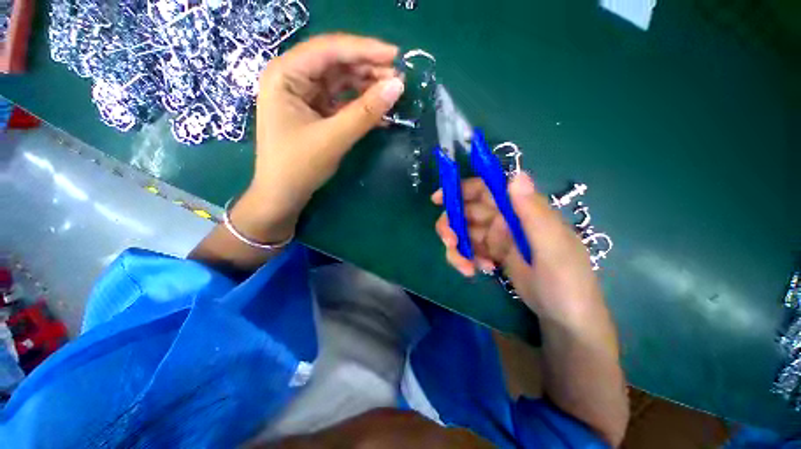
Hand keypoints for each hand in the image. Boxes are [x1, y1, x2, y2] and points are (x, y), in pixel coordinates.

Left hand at [234, 34, 404, 242]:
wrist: (283, 196)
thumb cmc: (298, 166)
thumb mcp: (333, 138)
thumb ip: (365, 112)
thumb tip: (398, 86)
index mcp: (286, 74)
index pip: (329, 50)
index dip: (365, 50)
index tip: (396, 55)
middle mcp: (294, 78)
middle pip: (336, 64)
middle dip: (368, 70)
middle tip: (398, 80)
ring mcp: (305, 96)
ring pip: (341, 82)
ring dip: (367, 88)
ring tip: (393, 95)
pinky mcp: (315, 113)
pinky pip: (342, 102)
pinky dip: (361, 107)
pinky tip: (380, 113)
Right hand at [432, 173, 603, 324]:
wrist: (565, 317)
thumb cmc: (566, 281)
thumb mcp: (553, 247)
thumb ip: (534, 212)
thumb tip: (517, 174)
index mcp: (520, 210)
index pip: (486, 189)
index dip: (460, 189)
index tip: (437, 199)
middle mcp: (505, 219)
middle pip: (467, 212)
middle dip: (452, 225)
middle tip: (449, 242)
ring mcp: (497, 237)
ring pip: (465, 233)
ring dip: (458, 248)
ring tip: (465, 267)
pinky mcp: (492, 254)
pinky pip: (470, 250)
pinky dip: (467, 259)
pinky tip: (478, 271)